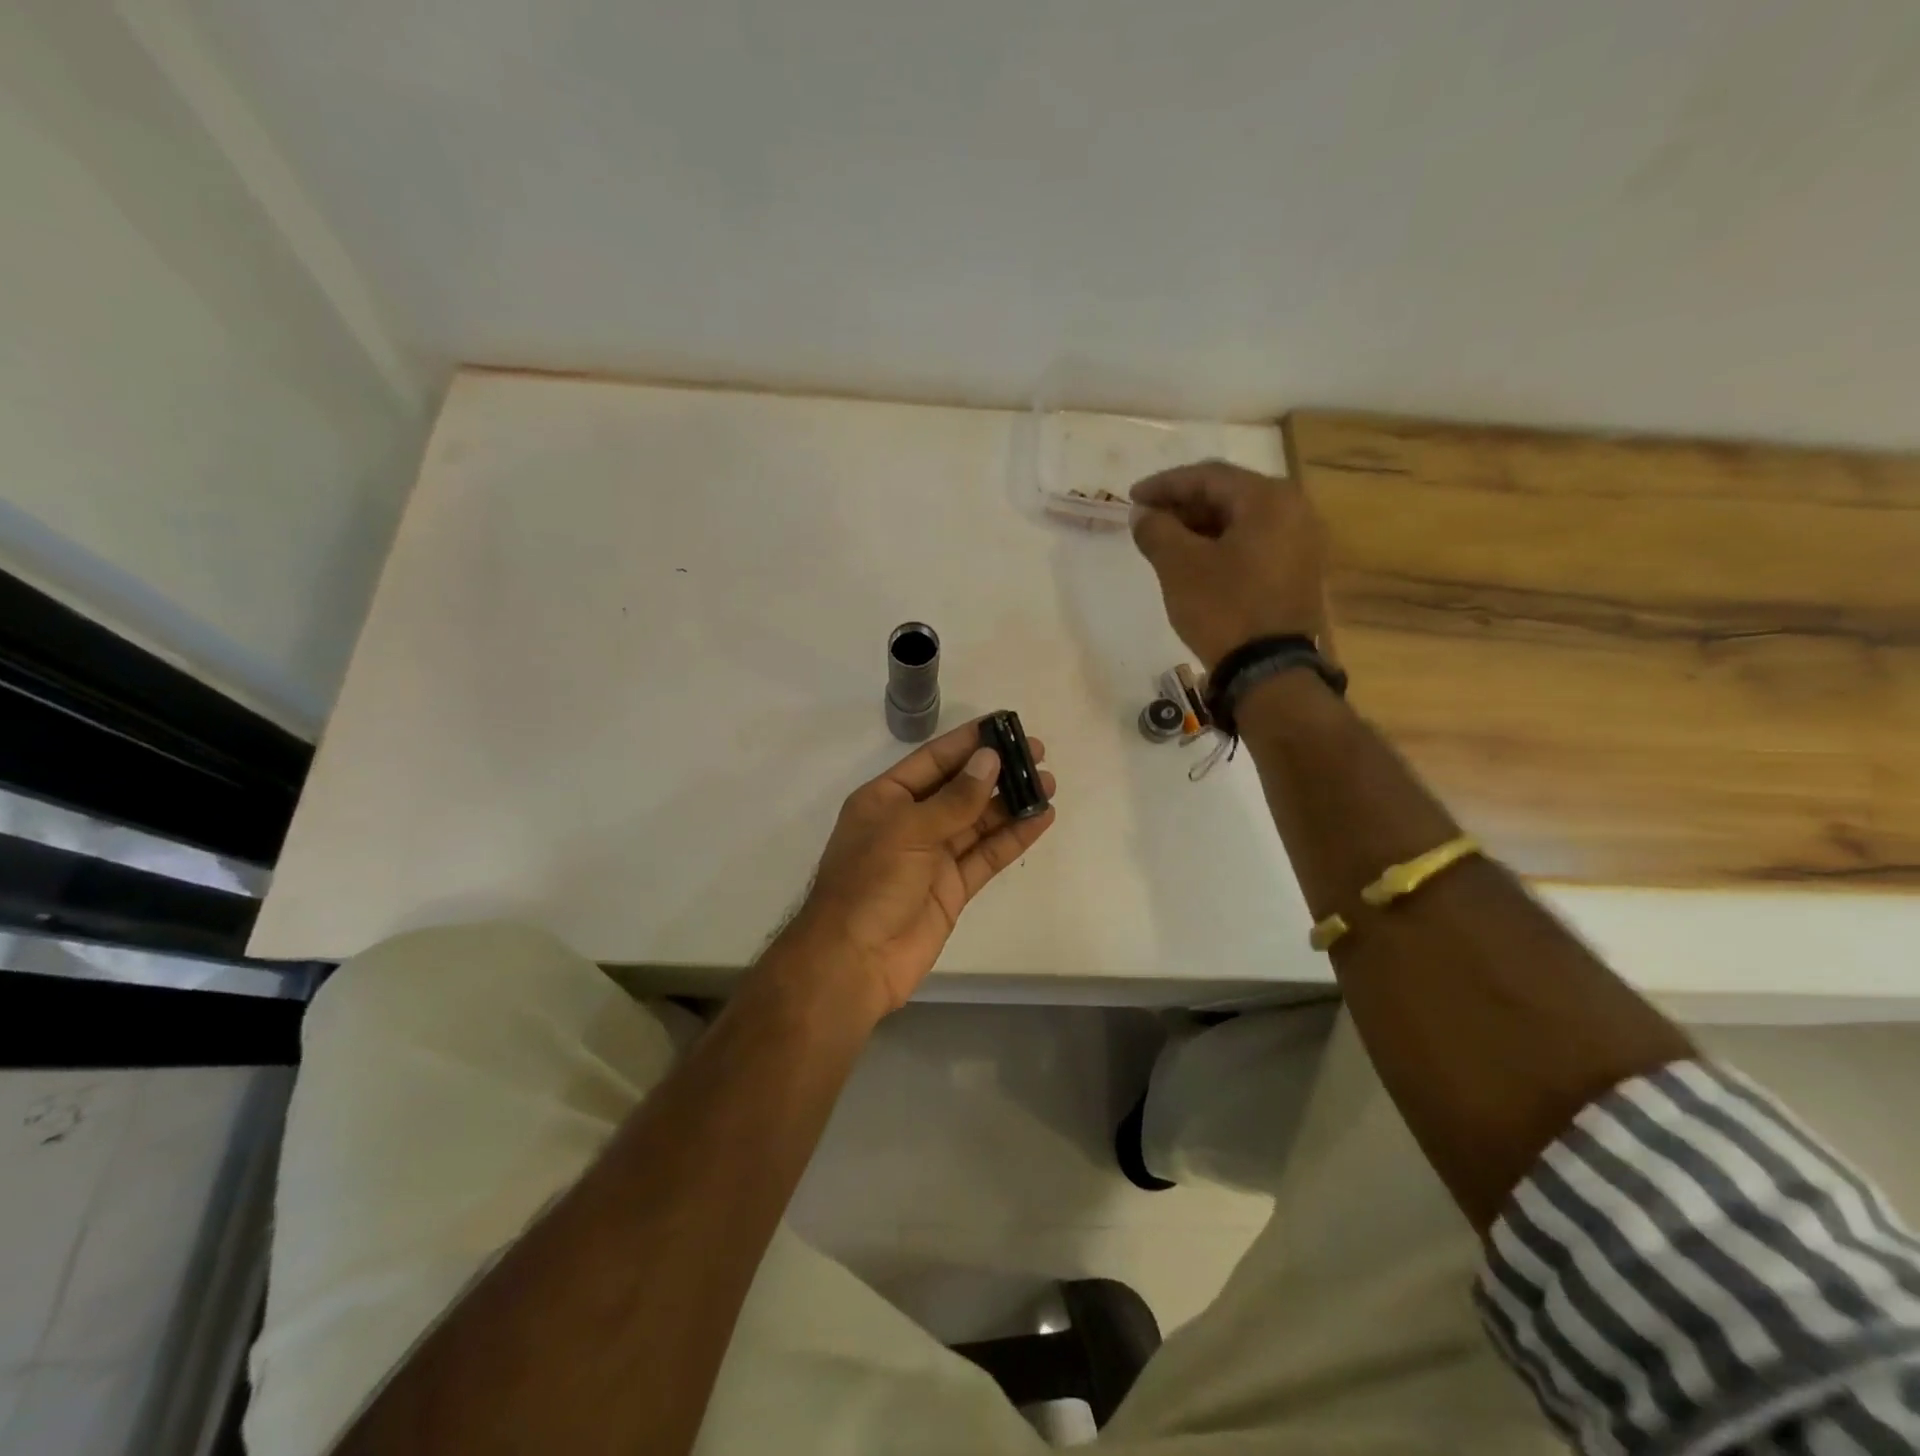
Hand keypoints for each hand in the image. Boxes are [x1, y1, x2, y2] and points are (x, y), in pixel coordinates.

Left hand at [781, 720, 1056, 1015]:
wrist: (854, 961)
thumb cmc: (870, 883)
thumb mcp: (909, 830)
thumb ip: (954, 799)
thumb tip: (990, 761)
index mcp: (887, 799)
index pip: (934, 759)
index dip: (969, 742)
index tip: (1006, 725)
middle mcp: (911, 822)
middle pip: (960, 788)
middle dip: (997, 771)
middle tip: (1038, 754)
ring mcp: (933, 856)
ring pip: (978, 821)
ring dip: (1011, 802)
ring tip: (1048, 784)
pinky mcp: (952, 887)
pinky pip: (986, 855)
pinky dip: (1012, 838)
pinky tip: (1040, 819)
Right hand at [1129, 461, 1331, 670]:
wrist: (1270, 670)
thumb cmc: (1224, 608)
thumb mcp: (1179, 566)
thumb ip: (1157, 530)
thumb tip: (1142, 514)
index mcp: (1269, 498)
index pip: (1209, 476)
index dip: (1165, 484)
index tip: (1132, 498)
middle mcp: (1294, 510)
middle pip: (1228, 494)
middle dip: (1183, 504)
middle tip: (1147, 518)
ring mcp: (1301, 541)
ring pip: (1241, 520)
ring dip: (1200, 526)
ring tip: (1165, 540)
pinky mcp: (1299, 570)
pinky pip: (1254, 542)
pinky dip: (1221, 544)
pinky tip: (1195, 560)